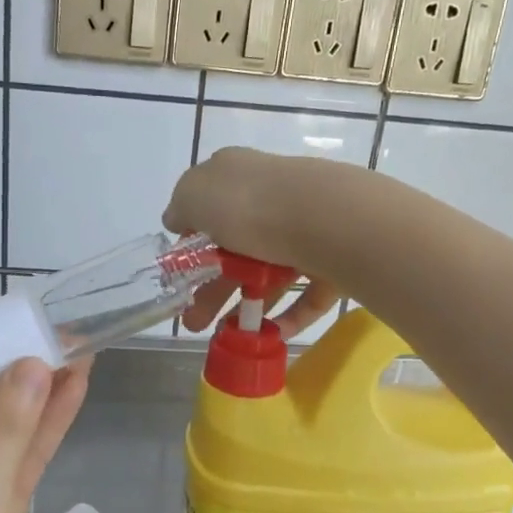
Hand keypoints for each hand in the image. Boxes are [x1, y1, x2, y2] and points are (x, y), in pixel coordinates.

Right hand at [163, 147, 349, 336]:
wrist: (325, 220)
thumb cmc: (248, 205)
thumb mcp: (194, 196)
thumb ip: (181, 207)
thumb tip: (177, 219)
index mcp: (239, 177)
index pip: (210, 207)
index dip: (193, 242)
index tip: (181, 275)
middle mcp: (274, 198)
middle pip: (237, 248)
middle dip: (212, 288)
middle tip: (194, 321)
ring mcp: (307, 230)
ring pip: (271, 273)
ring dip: (246, 305)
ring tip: (227, 335)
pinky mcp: (335, 260)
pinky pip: (308, 293)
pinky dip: (289, 315)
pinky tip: (270, 334)